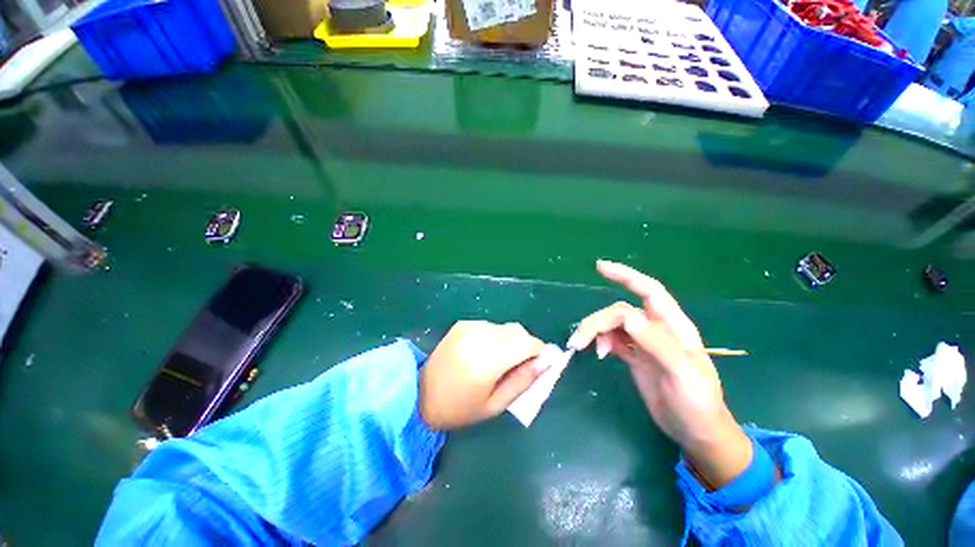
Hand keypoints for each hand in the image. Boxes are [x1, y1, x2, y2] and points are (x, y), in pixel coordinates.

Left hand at [420, 321, 546, 429]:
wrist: (421, 393)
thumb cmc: (459, 407)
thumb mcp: (495, 405)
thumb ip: (523, 381)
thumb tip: (545, 362)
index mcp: (487, 360)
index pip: (527, 343)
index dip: (538, 352)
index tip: (536, 365)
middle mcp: (479, 336)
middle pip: (518, 330)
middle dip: (525, 346)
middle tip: (518, 366)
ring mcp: (470, 326)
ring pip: (506, 327)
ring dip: (511, 341)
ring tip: (498, 361)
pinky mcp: (464, 323)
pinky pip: (491, 326)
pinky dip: (496, 337)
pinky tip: (484, 352)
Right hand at [568, 261, 751, 488]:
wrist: (696, 433)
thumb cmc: (698, 403)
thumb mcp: (682, 374)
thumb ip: (656, 343)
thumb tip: (627, 316)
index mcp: (672, 326)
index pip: (648, 291)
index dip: (625, 276)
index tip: (599, 267)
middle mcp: (656, 329)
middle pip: (620, 312)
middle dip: (598, 321)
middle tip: (580, 340)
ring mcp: (643, 342)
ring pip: (613, 325)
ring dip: (595, 331)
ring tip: (584, 347)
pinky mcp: (634, 356)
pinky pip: (611, 340)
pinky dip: (600, 342)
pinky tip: (599, 353)